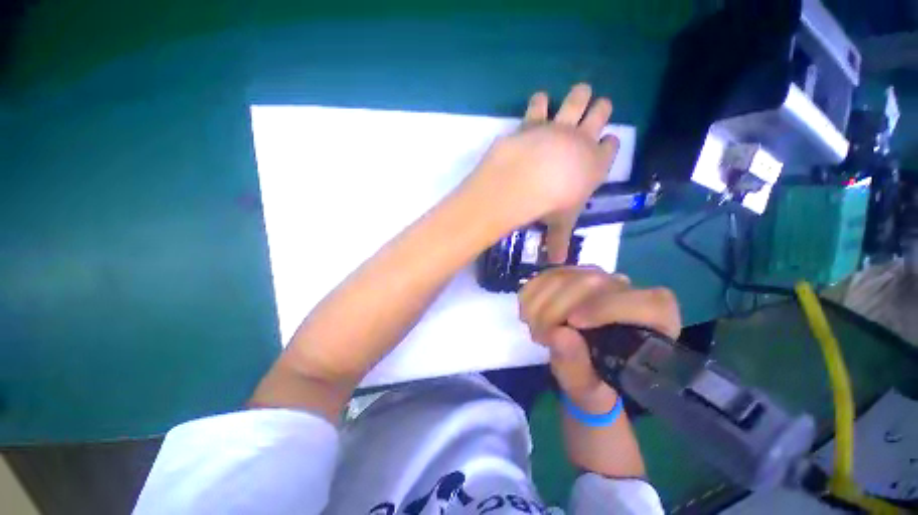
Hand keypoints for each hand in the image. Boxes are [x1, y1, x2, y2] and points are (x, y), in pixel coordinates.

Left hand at [463, 84, 618, 262]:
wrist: (531, 179)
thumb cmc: (552, 204)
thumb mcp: (559, 224)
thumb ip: (558, 241)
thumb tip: (557, 264)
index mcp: (595, 165)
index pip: (610, 149)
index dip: (609, 145)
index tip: (608, 142)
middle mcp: (582, 140)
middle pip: (600, 115)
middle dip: (601, 110)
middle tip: (599, 107)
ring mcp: (559, 127)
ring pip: (577, 100)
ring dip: (579, 95)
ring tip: (580, 92)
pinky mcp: (535, 122)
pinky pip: (540, 104)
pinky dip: (539, 102)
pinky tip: (539, 100)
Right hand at [519, 266, 680, 410]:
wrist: (582, 364)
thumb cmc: (595, 380)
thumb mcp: (587, 386)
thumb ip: (577, 366)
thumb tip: (558, 334)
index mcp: (654, 321)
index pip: (646, 302)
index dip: (607, 308)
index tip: (572, 324)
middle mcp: (629, 291)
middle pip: (593, 281)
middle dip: (557, 307)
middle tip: (539, 336)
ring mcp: (597, 277)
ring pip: (566, 274)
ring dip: (540, 301)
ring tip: (533, 327)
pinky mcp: (572, 274)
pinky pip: (547, 274)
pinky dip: (532, 291)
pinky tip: (528, 311)